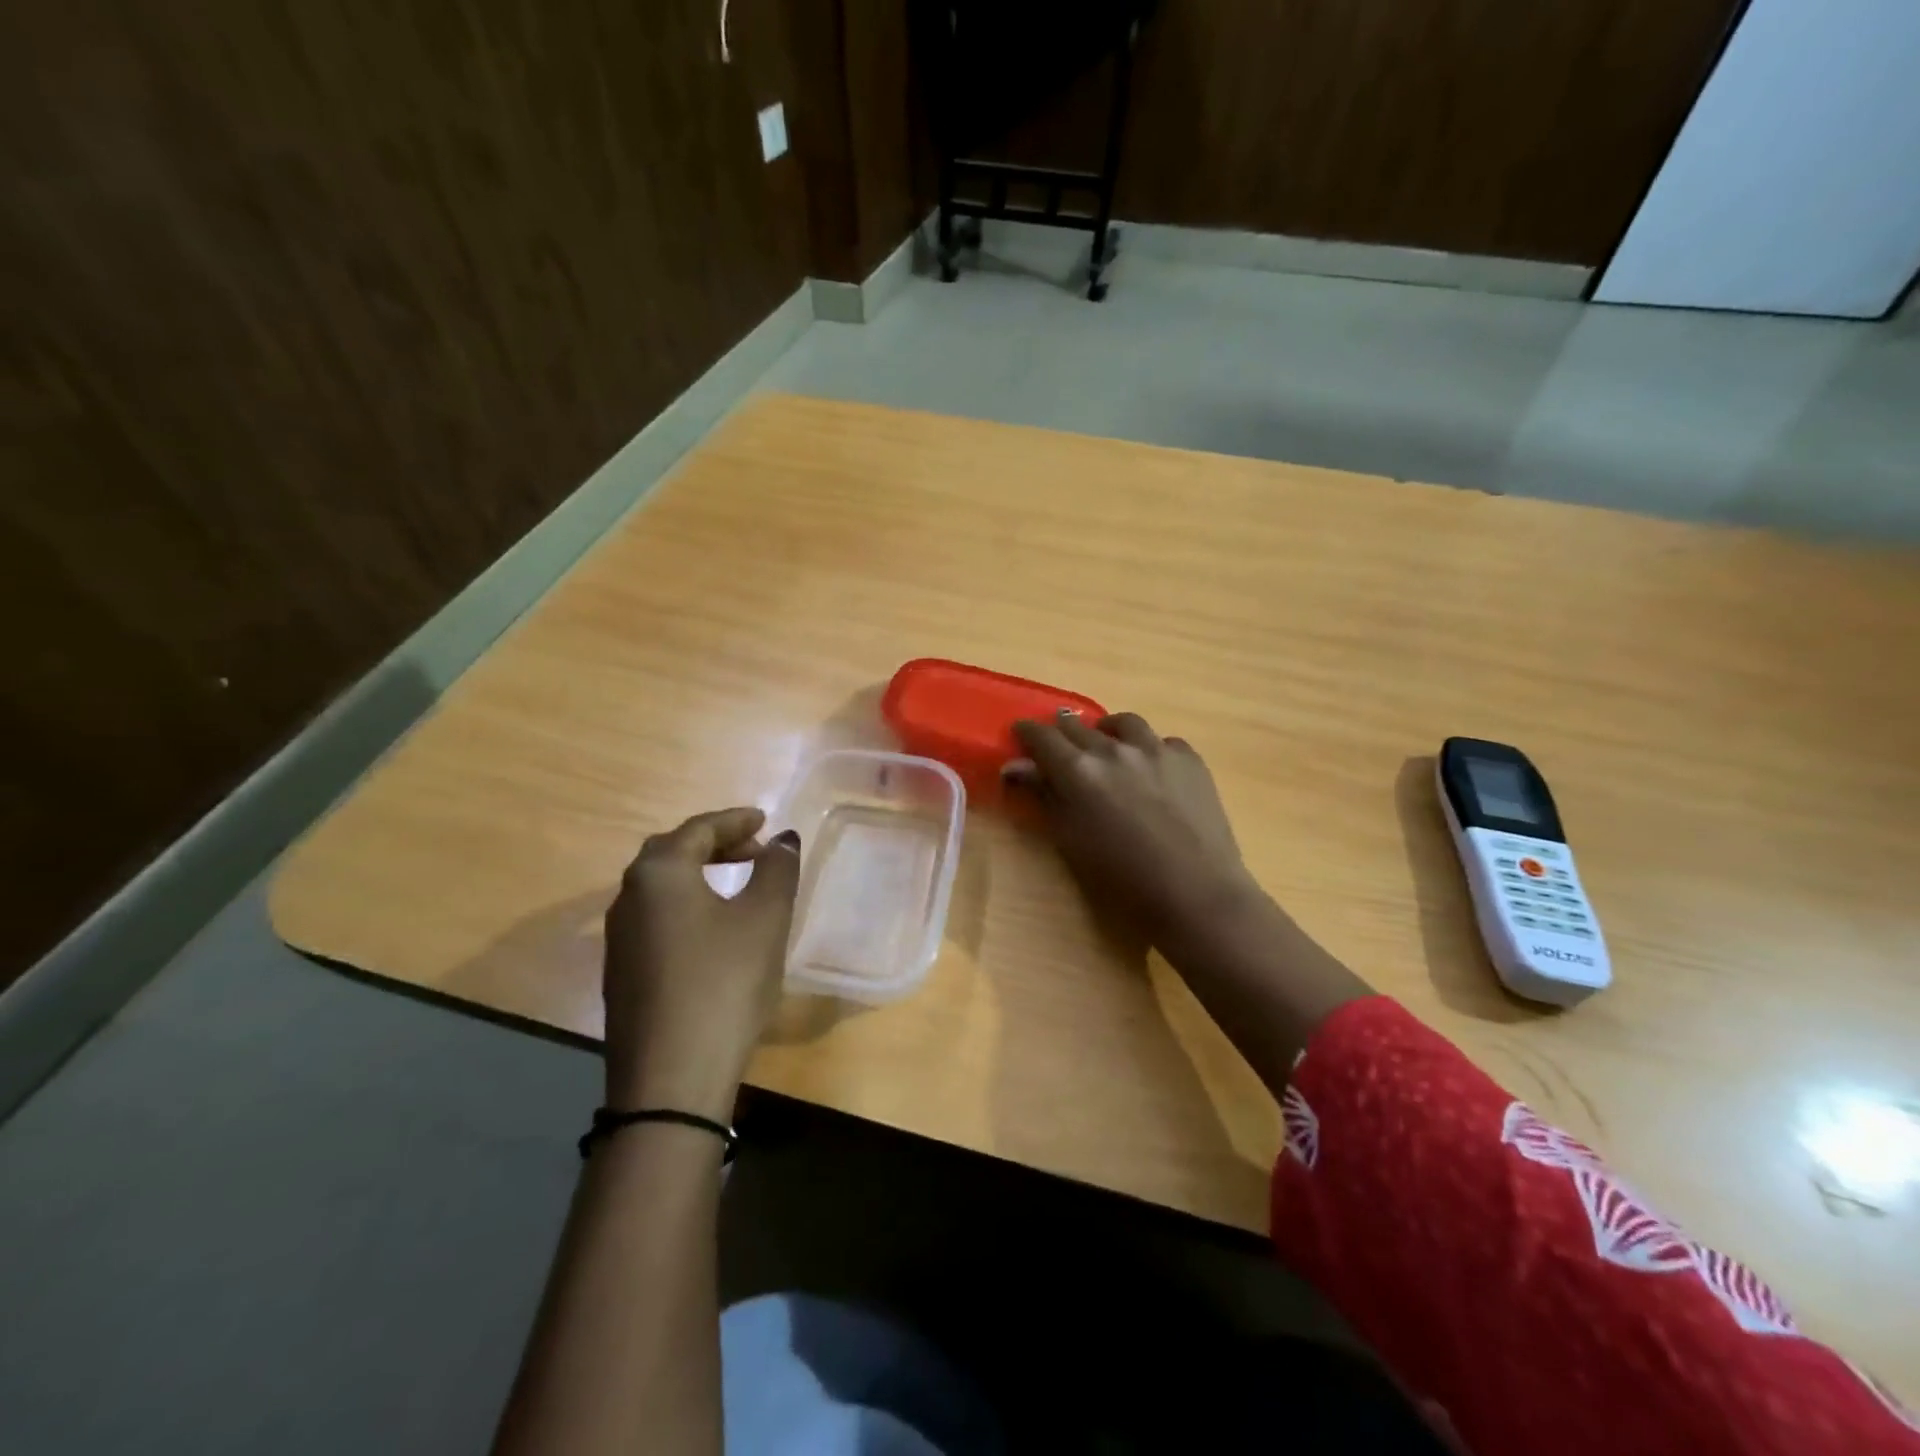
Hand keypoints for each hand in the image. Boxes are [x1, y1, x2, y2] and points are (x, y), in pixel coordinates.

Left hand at [602, 807, 800, 1120]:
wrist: (670, 1079)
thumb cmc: (724, 982)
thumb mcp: (764, 919)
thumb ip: (777, 869)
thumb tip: (784, 839)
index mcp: (659, 873)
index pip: (699, 828)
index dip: (736, 820)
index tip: (766, 819)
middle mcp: (628, 897)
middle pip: (672, 852)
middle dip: (715, 843)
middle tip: (755, 849)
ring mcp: (619, 938)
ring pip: (661, 887)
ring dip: (699, 874)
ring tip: (738, 883)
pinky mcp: (621, 973)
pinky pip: (656, 918)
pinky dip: (687, 905)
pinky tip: (712, 928)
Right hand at [1004, 710, 1259, 946]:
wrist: (1195, 893)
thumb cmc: (1122, 879)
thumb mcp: (1071, 841)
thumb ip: (1044, 796)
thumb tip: (1015, 767)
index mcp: (1078, 770)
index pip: (1043, 737)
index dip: (1027, 732)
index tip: (1020, 733)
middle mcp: (1114, 749)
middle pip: (1079, 726)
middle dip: (1063, 732)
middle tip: (1058, 745)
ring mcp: (1156, 749)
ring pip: (1124, 724)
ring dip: (1108, 731)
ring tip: (1107, 745)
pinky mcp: (1190, 759)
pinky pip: (1162, 742)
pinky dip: (1149, 749)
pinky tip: (1151, 768)